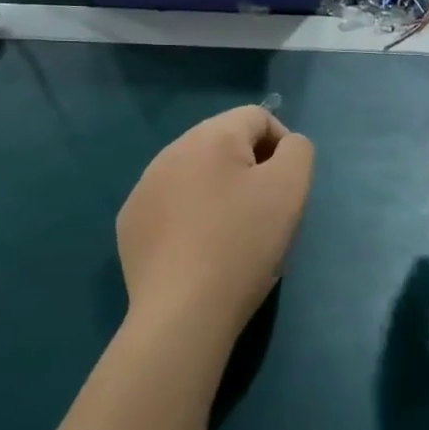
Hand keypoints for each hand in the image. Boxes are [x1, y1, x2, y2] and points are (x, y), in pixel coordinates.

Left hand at [117, 106, 314, 341]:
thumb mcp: (290, 189)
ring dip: (220, 191)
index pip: (257, 117)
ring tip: (233, 233)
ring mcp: (144, 188)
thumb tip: (286, 146)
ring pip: (195, 174)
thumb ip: (298, 152)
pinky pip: (171, 204)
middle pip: (224, 143)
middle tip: (265, 212)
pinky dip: (191, 216)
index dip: (283, 145)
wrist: (183, 312)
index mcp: (210, 136)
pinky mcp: (131, 223)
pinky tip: (200, 250)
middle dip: (251, 168)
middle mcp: (170, 151)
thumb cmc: (244, 244)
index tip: (288, 188)